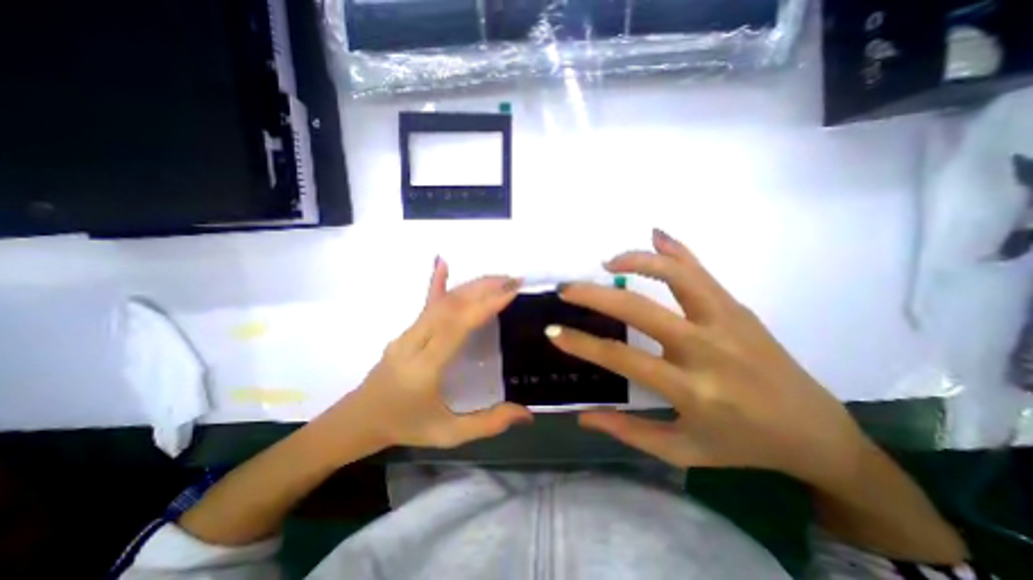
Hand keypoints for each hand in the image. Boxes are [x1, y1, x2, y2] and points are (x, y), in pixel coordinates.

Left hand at [323, 259, 531, 452]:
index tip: (511, 291)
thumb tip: (527, 413)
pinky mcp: (406, 330)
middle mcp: (413, 343)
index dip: (484, 305)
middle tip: (513, 280)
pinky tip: (442, 263)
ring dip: (471, 286)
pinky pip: (425, 303)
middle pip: (450, 306)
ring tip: (499, 279)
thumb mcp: (448, 433)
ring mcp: (407, 333)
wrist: (359, 419)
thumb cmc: (406, 426)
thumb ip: (489, 423)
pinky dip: (436, 281)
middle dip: (484, 288)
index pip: (456, 326)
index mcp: (425, 368)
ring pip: (441, 301)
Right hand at [548, 228, 868, 485]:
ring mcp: (726, 321)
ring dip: (637, 261)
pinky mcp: (738, 307)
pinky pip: (701, 271)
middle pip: (640, 308)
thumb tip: (583, 416)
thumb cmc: (744, 446)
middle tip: (567, 289)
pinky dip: (675, 250)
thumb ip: (629, 432)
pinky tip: (654, 235)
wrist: (818, 433)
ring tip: (607, 262)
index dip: (582, 344)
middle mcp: (707, 348)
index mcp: (692, 389)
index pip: (622, 357)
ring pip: (676, 275)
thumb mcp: (683, 451)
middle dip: (595, 294)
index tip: (554, 332)